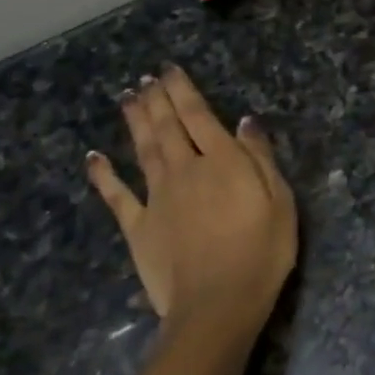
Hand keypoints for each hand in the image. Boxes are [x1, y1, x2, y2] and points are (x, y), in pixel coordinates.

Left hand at [85, 66, 295, 354]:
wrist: (217, 304)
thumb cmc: (261, 253)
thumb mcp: (280, 202)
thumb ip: (260, 159)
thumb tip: (245, 122)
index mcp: (222, 162)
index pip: (199, 116)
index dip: (183, 90)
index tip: (169, 69)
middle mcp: (185, 170)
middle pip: (167, 126)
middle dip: (156, 99)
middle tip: (146, 78)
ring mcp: (157, 197)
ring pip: (143, 149)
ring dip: (135, 121)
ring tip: (128, 97)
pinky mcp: (138, 226)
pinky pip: (117, 195)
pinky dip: (103, 175)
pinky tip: (94, 157)